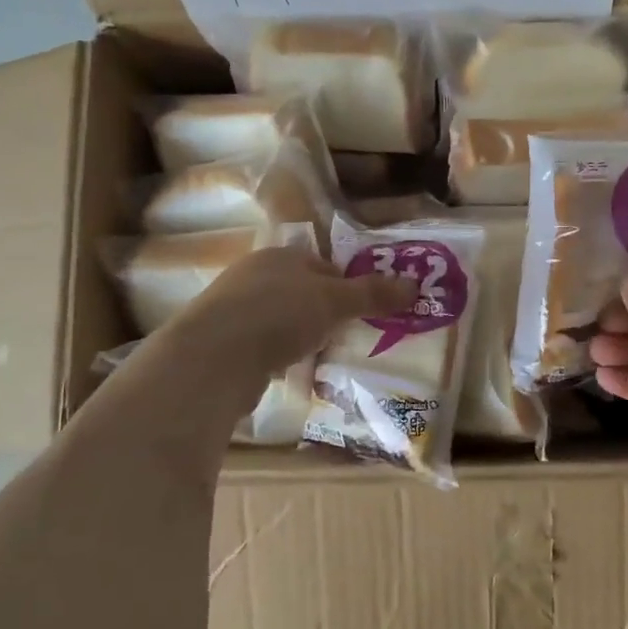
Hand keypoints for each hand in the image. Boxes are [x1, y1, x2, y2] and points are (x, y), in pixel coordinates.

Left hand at [178, 244, 414, 378]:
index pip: (322, 265)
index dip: (346, 286)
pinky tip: (286, 373)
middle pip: (299, 292)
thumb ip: (372, 294)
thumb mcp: (334, 301)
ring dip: (298, 336)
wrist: (213, 358)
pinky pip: (260, 345)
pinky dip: (276, 356)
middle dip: (322, 313)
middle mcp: (252, 274)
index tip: (362, 313)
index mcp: (280, 255)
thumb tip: (414, 285)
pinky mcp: (220, 343)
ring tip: (318, 358)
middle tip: (344, 337)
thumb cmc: (279, 314)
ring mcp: (232, 309)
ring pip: (278, 319)